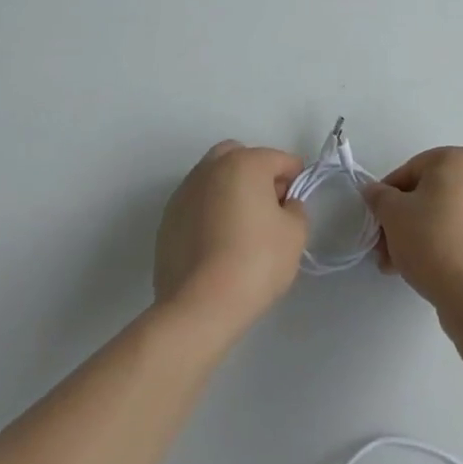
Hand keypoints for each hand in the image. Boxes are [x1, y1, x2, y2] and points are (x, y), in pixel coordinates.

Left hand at [154, 141, 307, 332]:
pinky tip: (217, 245)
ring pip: (214, 179)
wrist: (199, 307)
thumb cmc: (256, 262)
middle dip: (257, 175)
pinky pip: (196, 205)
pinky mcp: (167, 220)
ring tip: (240, 229)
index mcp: (244, 163)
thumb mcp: (295, 234)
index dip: (295, 181)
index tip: (296, 208)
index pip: (280, 160)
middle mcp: (210, 169)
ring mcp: (183, 193)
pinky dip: (209, 213)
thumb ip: (296, 209)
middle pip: (240, 157)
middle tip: (268, 209)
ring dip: (230, 192)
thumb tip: (284, 205)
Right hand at [365, 146, 462, 307]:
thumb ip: (379, 196)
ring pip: (446, 216)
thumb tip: (375, 190)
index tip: (376, 221)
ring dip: (419, 236)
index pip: (411, 170)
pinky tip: (426, 270)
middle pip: (430, 195)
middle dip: (402, 221)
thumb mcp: (393, 214)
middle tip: (384, 249)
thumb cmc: (432, 240)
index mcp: (459, 159)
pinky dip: (444, 245)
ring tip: (399, 266)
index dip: (387, 196)